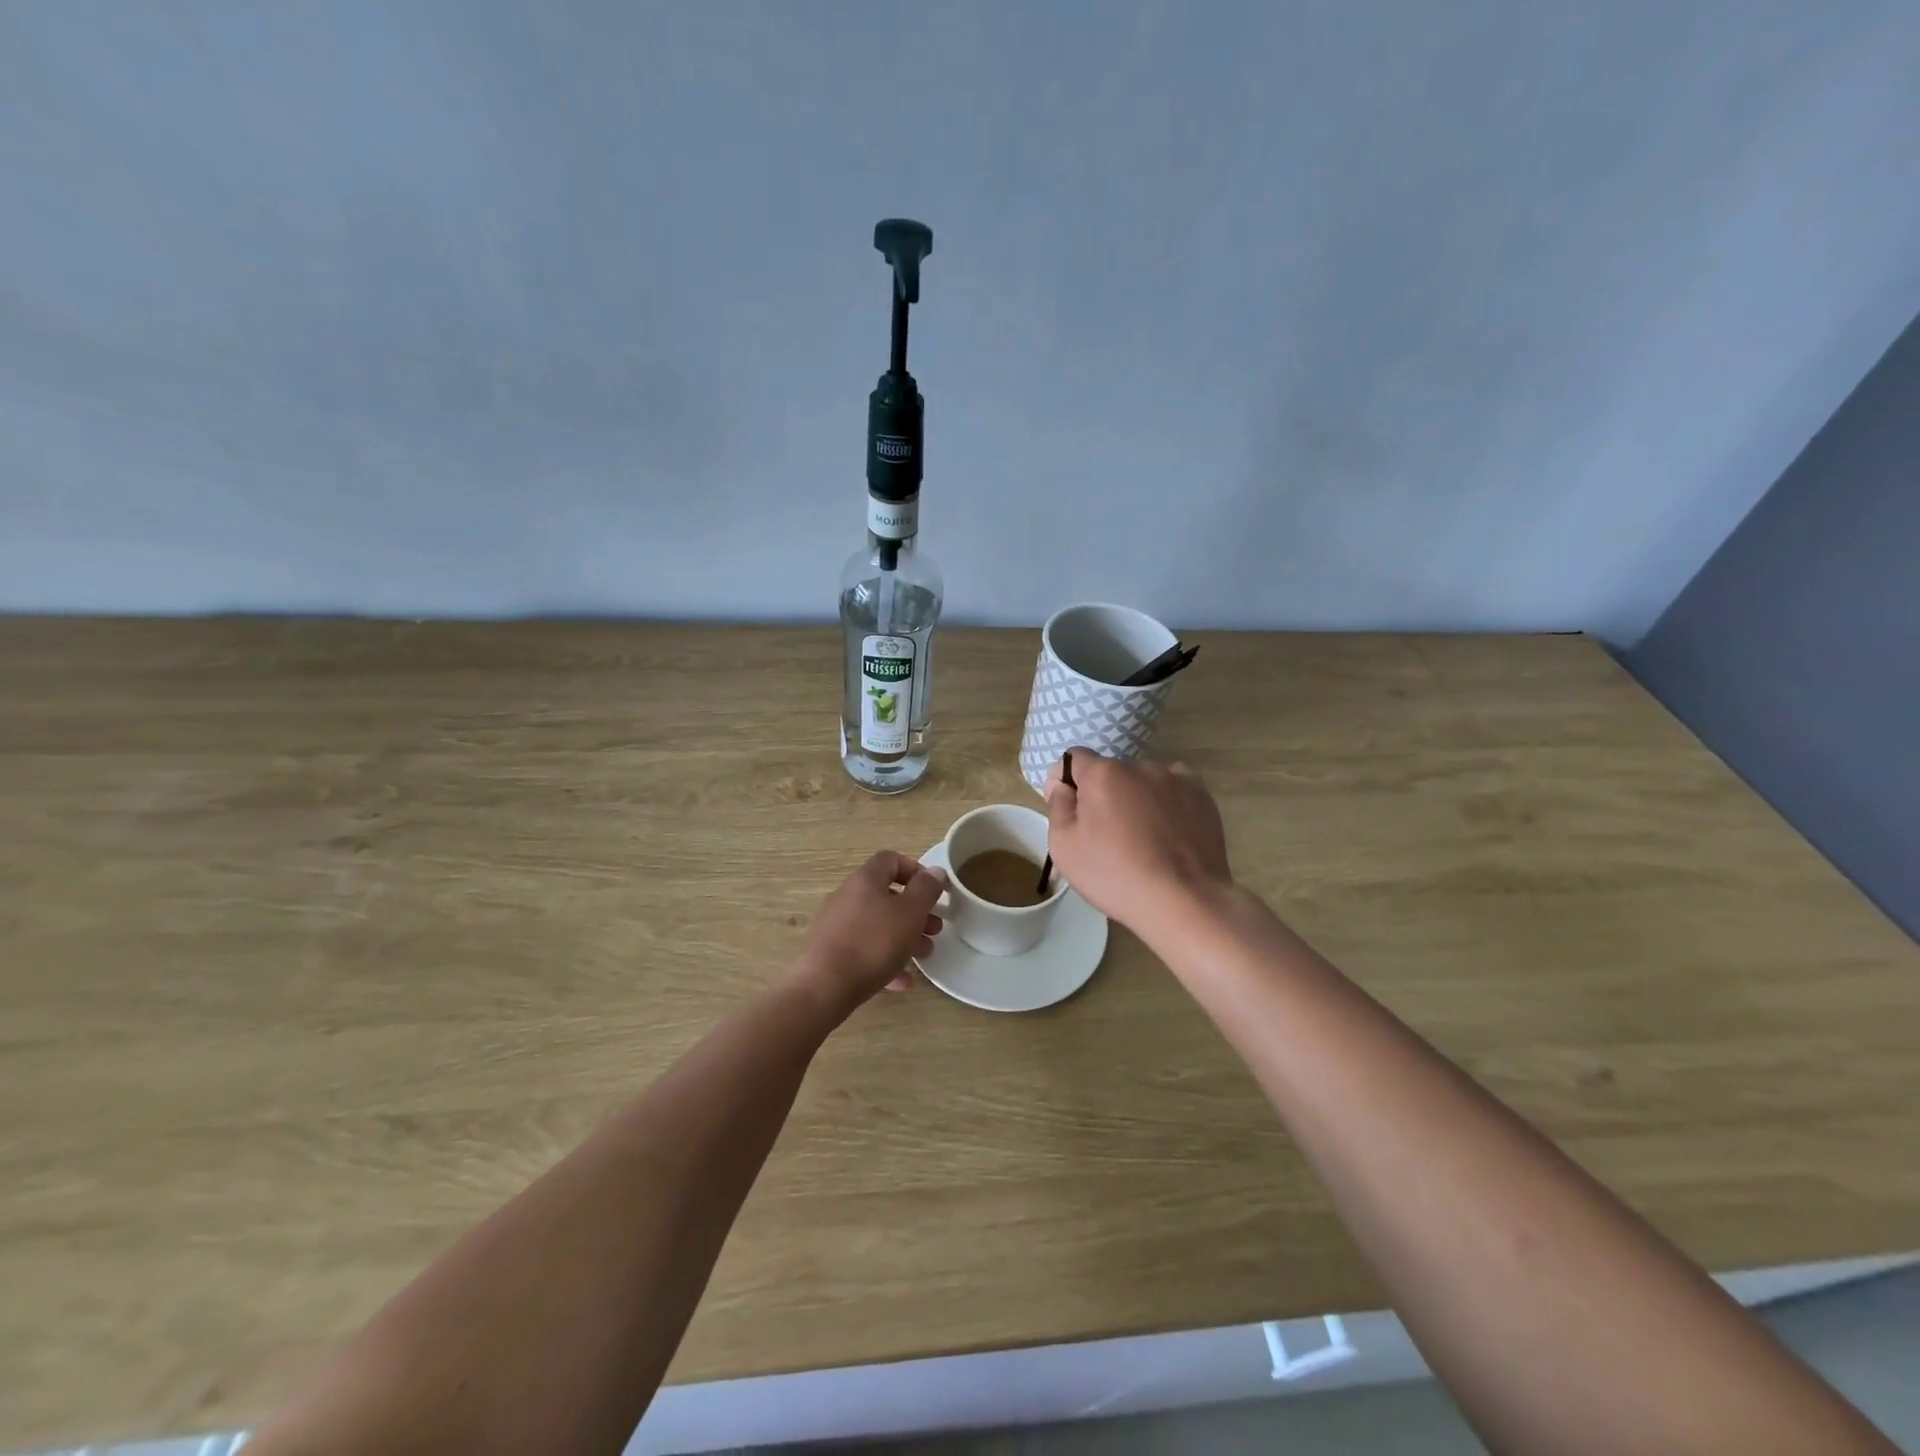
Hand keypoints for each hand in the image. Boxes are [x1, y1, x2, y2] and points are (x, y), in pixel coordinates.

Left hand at [792, 851, 946, 1012]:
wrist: (825, 986)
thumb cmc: (874, 942)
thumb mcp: (911, 913)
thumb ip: (926, 889)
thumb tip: (935, 871)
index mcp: (865, 879)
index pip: (891, 859)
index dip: (915, 870)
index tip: (933, 892)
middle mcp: (847, 896)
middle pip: (886, 895)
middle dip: (915, 912)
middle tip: (934, 929)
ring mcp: (836, 924)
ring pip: (877, 924)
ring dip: (904, 936)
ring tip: (923, 955)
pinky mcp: (831, 951)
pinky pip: (864, 949)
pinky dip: (884, 959)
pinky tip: (902, 981)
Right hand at [1044, 750, 1233, 933]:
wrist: (1184, 901)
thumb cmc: (1115, 875)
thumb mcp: (1064, 847)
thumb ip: (1058, 805)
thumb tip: (1063, 785)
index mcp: (1103, 773)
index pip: (1074, 758)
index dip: (1067, 782)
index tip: (1071, 813)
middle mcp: (1140, 766)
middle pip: (1110, 772)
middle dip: (1104, 795)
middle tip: (1107, 836)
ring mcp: (1176, 778)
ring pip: (1143, 782)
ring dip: (1136, 799)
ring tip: (1143, 839)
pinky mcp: (1202, 796)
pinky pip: (1174, 790)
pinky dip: (1166, 804)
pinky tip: (1168, 833)